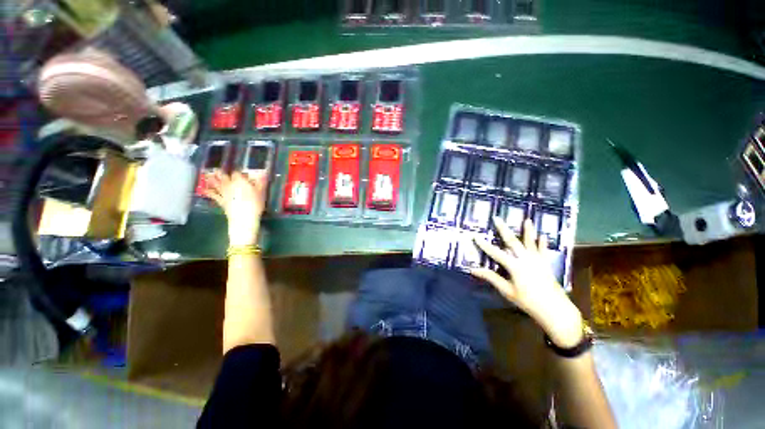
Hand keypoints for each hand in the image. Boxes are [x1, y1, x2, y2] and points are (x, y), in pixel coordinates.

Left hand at [203, 170, 267, 246]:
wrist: (244, 218)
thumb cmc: (255, 204)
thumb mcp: (262, 192)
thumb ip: (261, 182)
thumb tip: (264, 173)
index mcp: (240, 181)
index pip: (237, 173)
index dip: (239, 172)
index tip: (243, 174)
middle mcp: (229, 184)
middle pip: (224, 176)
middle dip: (222, 173)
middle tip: (220, 170)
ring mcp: (223, 192)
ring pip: (216, 183)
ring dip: (212, 179)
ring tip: (208, 175)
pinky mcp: (220, 201)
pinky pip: (212, 195)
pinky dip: (208, 191)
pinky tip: (204, 189)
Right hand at [471, 217, 583, 347]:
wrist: (555, 310)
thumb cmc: (528, 301)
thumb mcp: (507, 291)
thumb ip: (491, 278)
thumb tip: (474, 270)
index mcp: (515, 266)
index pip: (495, 253)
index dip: (484, 245)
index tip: (475, 236)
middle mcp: (525, 259)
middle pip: (512, 241)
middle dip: (503, 229)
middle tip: (497, 218)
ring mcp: (537, 260)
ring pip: (530, 242)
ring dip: (528, 231)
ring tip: (527, 220)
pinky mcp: (545, 264)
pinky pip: (543, 251)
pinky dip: (542, 243)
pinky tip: (544, 236)